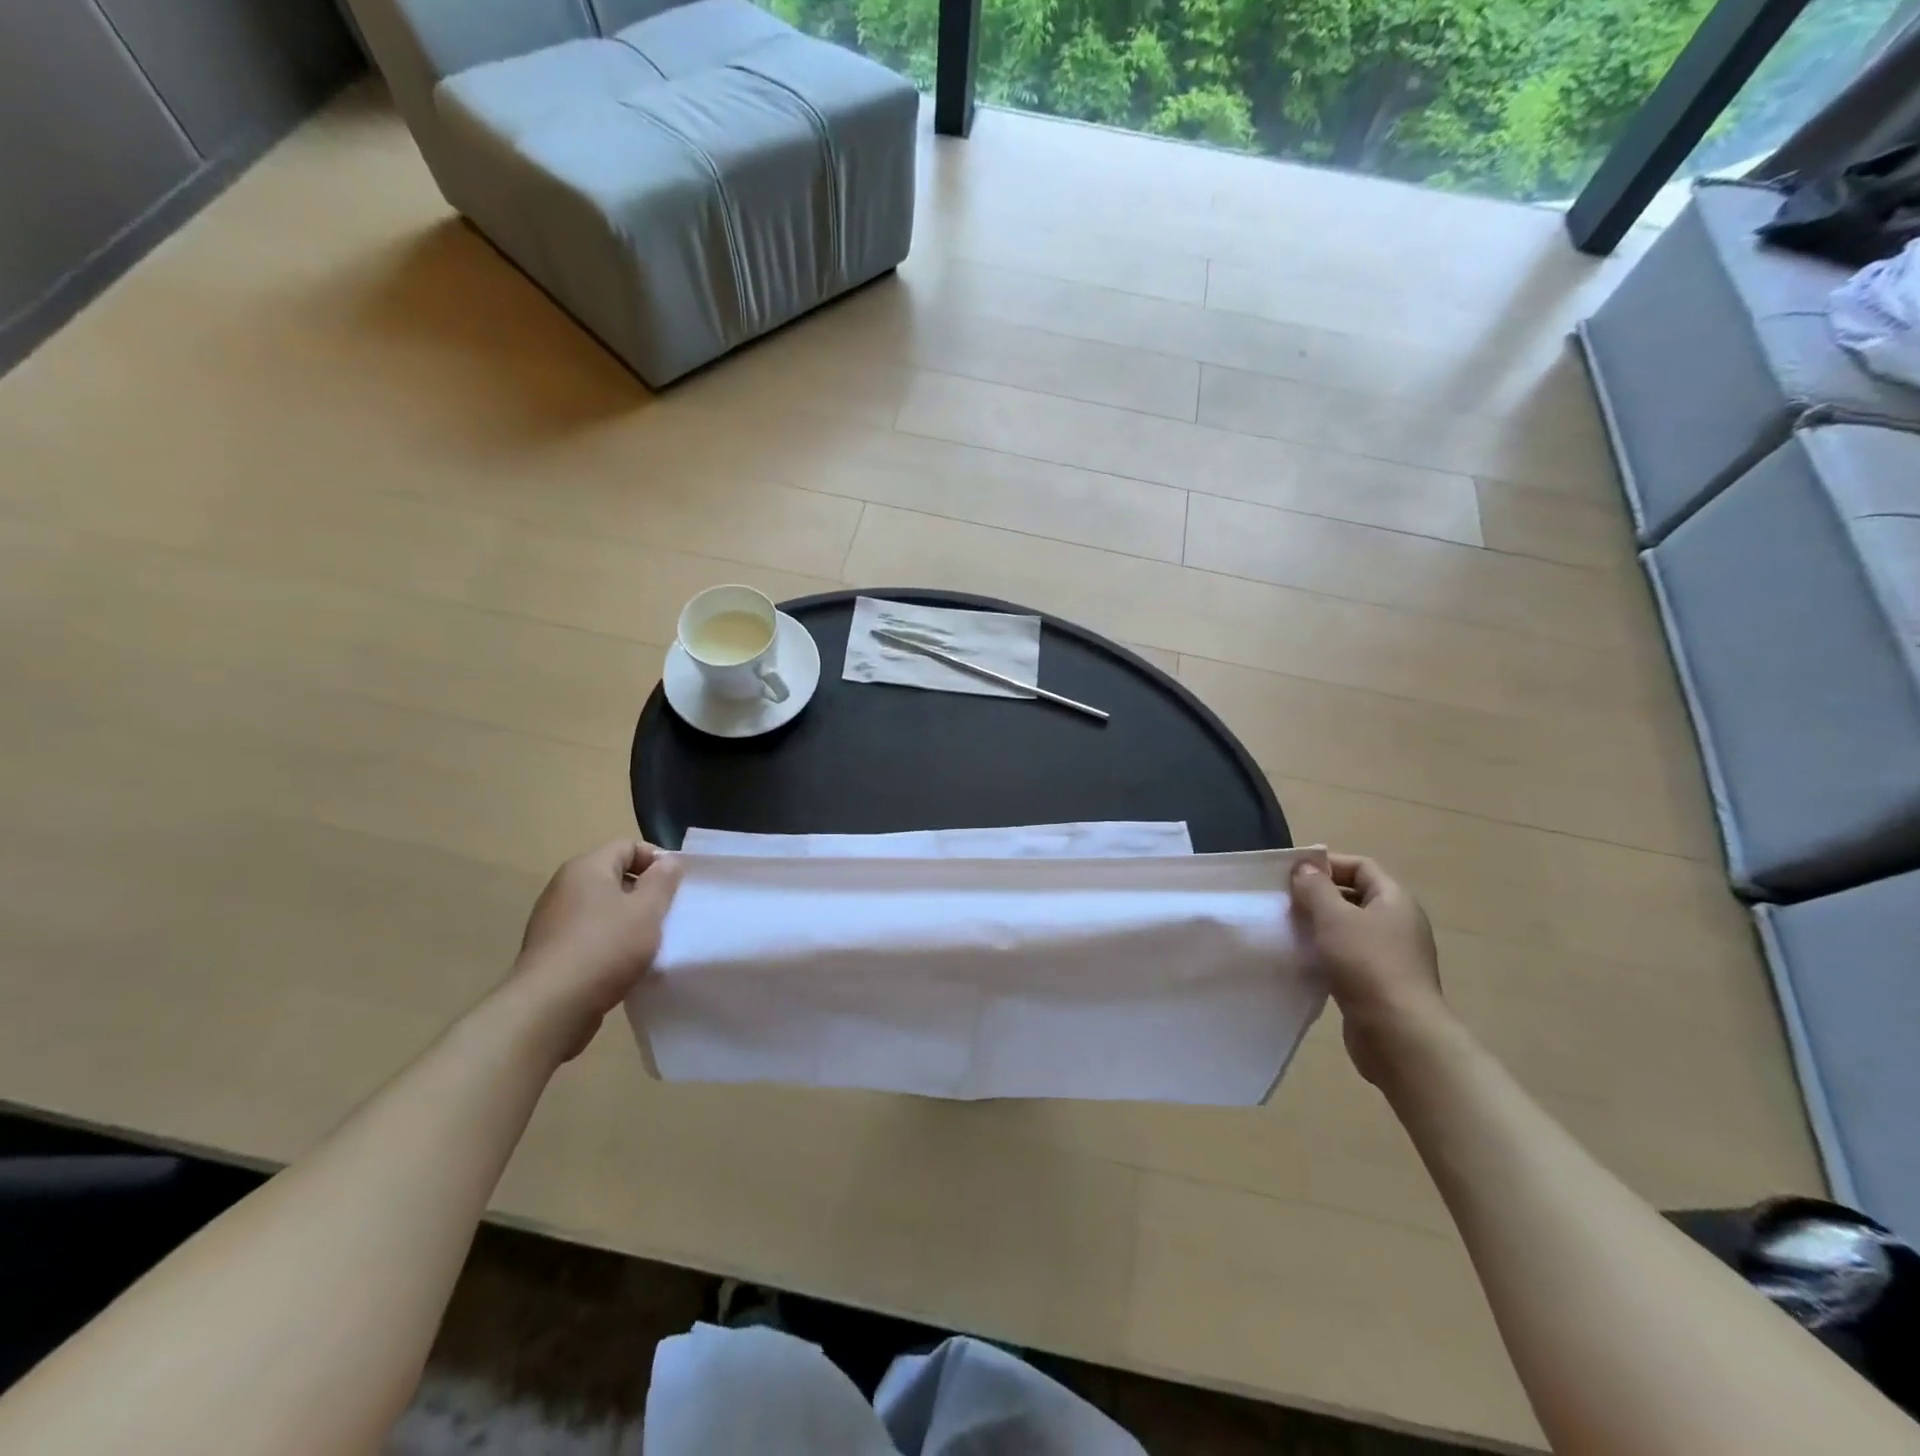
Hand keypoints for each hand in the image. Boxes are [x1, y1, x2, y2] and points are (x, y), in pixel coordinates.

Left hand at [508, 840, 682, 1061]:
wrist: (550, 1007)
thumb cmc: (605, 948)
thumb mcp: (647, 910)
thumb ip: (663, 881)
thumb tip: (667, 862)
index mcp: (586, 868)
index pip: (628, 846)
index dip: (657, 860)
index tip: (676, 886)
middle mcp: (564, 887)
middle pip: (614, 876)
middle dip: (644, 892)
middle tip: (667, 914)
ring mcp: (553, 920)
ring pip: (602, 908)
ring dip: (628, 920)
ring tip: (649, 942)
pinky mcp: (550, 951)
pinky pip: (588, 934)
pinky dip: (609, 942)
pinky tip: (623, 964)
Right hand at [1290, 854, 1446, 1085]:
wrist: (1398, 1034)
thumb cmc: (1367, 964)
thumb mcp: (1334, 917)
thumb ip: (1316, 888)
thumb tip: (1305, 867)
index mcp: (1395, 901)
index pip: (1361, 867)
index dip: (1328, 864)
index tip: (1292, 873)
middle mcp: (1398, 924)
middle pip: (1355, 897)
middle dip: (1319, 896)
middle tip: (1285, 902)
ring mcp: (1391, 956)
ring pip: (1349, 929)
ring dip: (1319, 927)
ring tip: (1288, 930)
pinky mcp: (1379, 984)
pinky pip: (1348, 957)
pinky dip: (1326, 954)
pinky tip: (1303, 960)